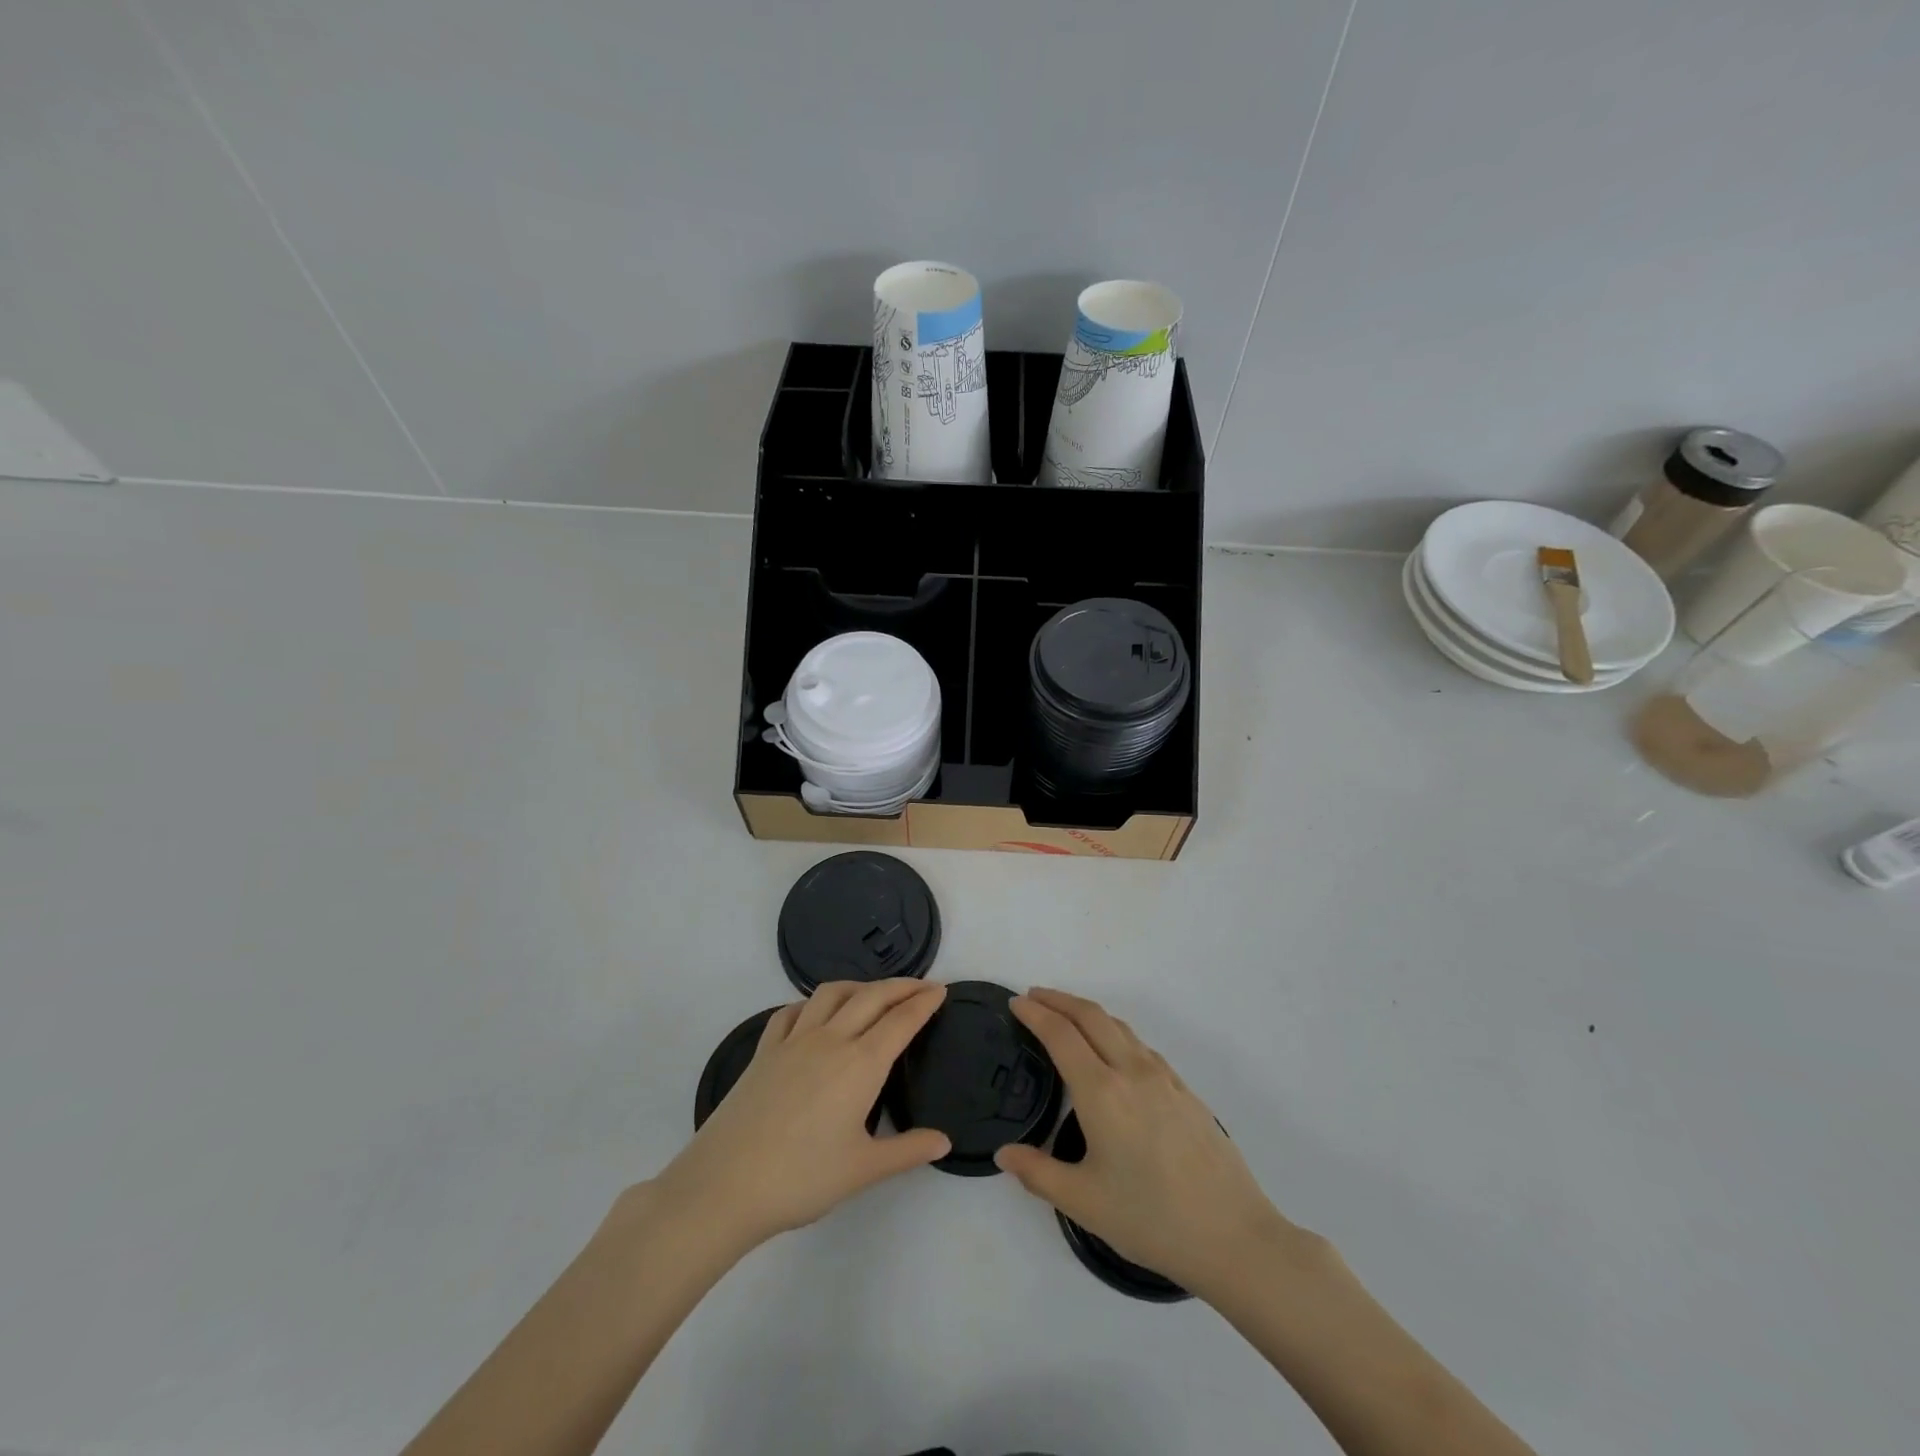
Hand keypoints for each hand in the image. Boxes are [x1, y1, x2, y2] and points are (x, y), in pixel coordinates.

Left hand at [650, 979, 949, 1255]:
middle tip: (922, 985)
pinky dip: (813, 1003)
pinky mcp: (764, 1050)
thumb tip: (944, 1142)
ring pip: (831, 993)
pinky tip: (817, 1014)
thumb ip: (907, 1151)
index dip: (924, 1002)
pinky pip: (793, 1011)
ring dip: (859, 985)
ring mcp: (793, 1041)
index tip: (941, 990)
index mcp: (860, 1064)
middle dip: (901, 986)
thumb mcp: (863, 1170)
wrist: (725, 1185)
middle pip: (872, 997)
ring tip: (874, 993)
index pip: (901, 1021)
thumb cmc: (801, 1179)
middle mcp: (830, 1040)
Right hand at [995, 987, 1290, 1298]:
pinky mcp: (1184, 1090)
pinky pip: (1140, 1045)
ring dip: (1087, 1012)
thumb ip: (1038, 1173)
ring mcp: (1163, 1077)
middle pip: (1091, 1016)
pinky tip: (1113, 1052)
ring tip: (1066, 1017)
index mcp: (1102, 1092)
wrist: (1233, 1235)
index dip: (1035, 1014)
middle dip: (1059, 1000)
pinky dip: (1114, 1032)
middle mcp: (1131, 1071)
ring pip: (1119, 1026)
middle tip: (1033, 996)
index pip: (1060, 1035)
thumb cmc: (1151, 1218)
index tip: (1016, 1002)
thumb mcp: (1084, 1203)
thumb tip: (1003, 1154)